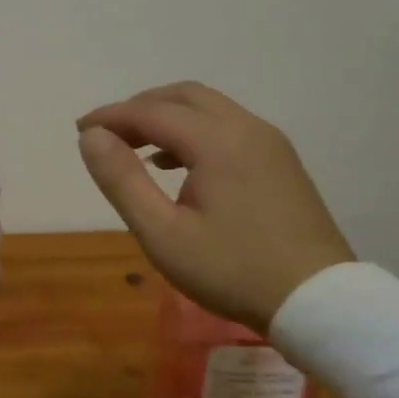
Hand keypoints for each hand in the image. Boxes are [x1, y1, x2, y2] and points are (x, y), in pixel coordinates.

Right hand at [77, 82, 353, 330]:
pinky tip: (175, 164)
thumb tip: (91, 137)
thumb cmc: (232, 271)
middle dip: (138, 108)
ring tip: (134, 147)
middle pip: (182, 96)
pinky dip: (193, 130)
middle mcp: (247, 128)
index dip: (111, 116)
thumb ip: (122, 180)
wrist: (319, 301)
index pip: (152, 111)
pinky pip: (228, 126)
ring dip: (166, 117)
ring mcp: (270, 142)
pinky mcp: (281, 160)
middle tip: (105, 134)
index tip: (79, 130)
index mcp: (218, 142)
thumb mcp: (162, 233)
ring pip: (208, 108)